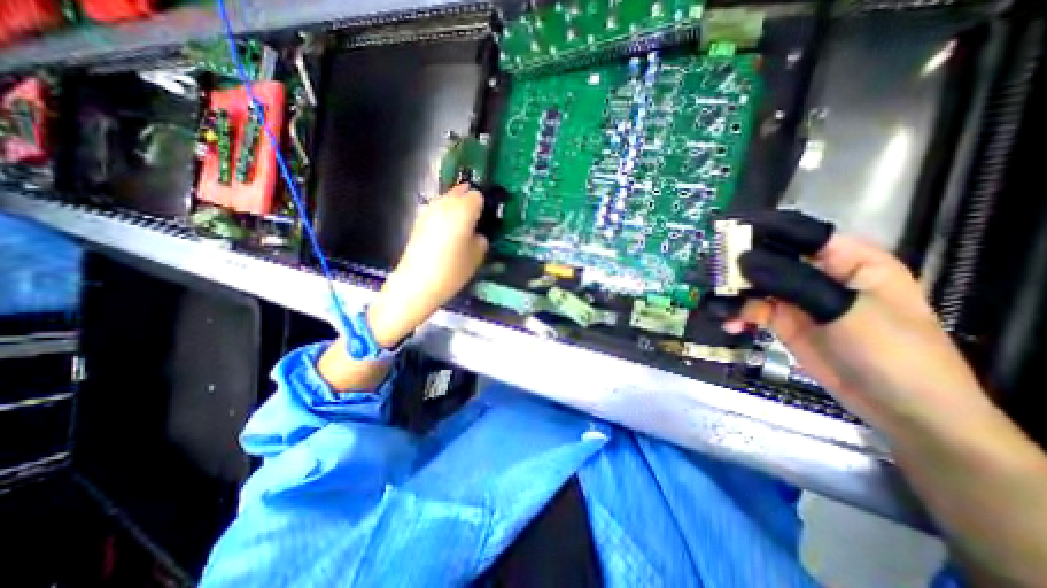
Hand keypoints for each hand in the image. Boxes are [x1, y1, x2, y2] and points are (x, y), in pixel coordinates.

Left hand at [366, 183, 487, 348]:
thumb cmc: (452, 271)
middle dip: (469, 202)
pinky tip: (446, 234)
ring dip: (455, 208)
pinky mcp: (418, 221)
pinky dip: (443, 216)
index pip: (478, 196)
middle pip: (460, 192)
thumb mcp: (477, 258)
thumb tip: (478, 235)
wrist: (416, 284)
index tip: (486, 219)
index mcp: (463, 210)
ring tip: (461, 228)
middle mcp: (444, 204)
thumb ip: (481, 240)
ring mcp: (428, 211)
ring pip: (446, 200)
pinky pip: (436, 211)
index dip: (484, 206)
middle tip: (476, 221)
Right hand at [721, 212, 991, 435]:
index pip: (801, 233)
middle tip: (709, 271)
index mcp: (849, 260)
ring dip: (733, 293)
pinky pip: (752, 310)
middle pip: (770, 259)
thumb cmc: (893, 352)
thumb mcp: (845, 310)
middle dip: (738, 264)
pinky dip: (737, 314)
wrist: (903, 410)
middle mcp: (819, 274)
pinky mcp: (784, 321)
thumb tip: (742, 259)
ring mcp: (798, 299)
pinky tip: (729, 323)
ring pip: (755, 285)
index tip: (725, 229)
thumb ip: (792, 282)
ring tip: (715, 302)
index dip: (764, 228)